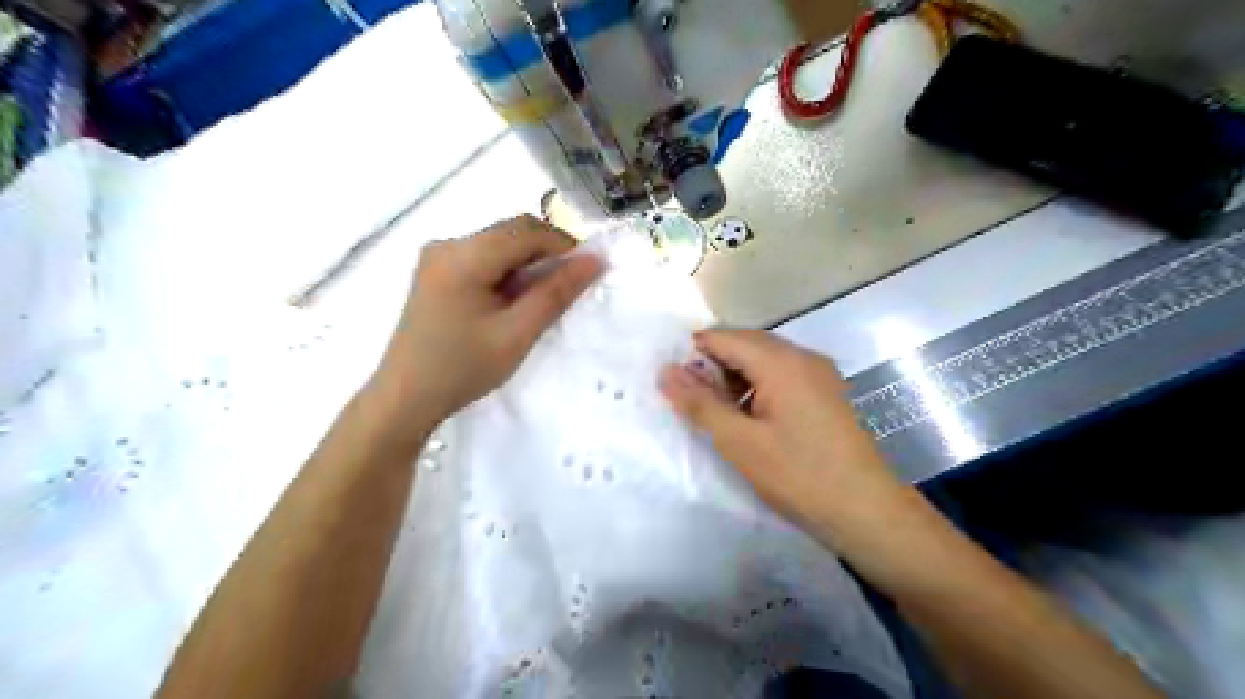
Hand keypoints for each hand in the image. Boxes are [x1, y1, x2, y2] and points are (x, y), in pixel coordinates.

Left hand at [366, 218, 602, 434]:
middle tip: (567, 289)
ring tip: (538, 302)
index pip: (526, 230)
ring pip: (499, 245)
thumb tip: (595, 260)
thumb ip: (557, 293)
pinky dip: (507, 273)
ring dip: (527, 264)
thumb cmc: (463, 368)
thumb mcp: (517, 333)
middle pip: (511, 232)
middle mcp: (447, 244)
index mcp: (463, 255)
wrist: (405, 398)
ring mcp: (437, 257)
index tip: (587, 272)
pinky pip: (483, 258)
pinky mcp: (436, 272)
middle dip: (546, 254)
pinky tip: (511, 303)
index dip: (564, 245)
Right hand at [661, 331, 905, 541]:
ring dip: (736, 379)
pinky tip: (750, 418)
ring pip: (764, 361)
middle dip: (714, 367)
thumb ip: (699, 404)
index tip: (675, 386)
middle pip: (746, 345)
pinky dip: (758, 388)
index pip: (724, 338)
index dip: (693, 356)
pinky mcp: (827, 393)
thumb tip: (665, 372)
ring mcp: (820, 374)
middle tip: (694, 404)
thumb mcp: (740, 442)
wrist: (867, 511)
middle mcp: (803, 356)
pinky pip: (783, 376)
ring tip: (720, 415)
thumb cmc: (799, 475)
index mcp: (781, 361)